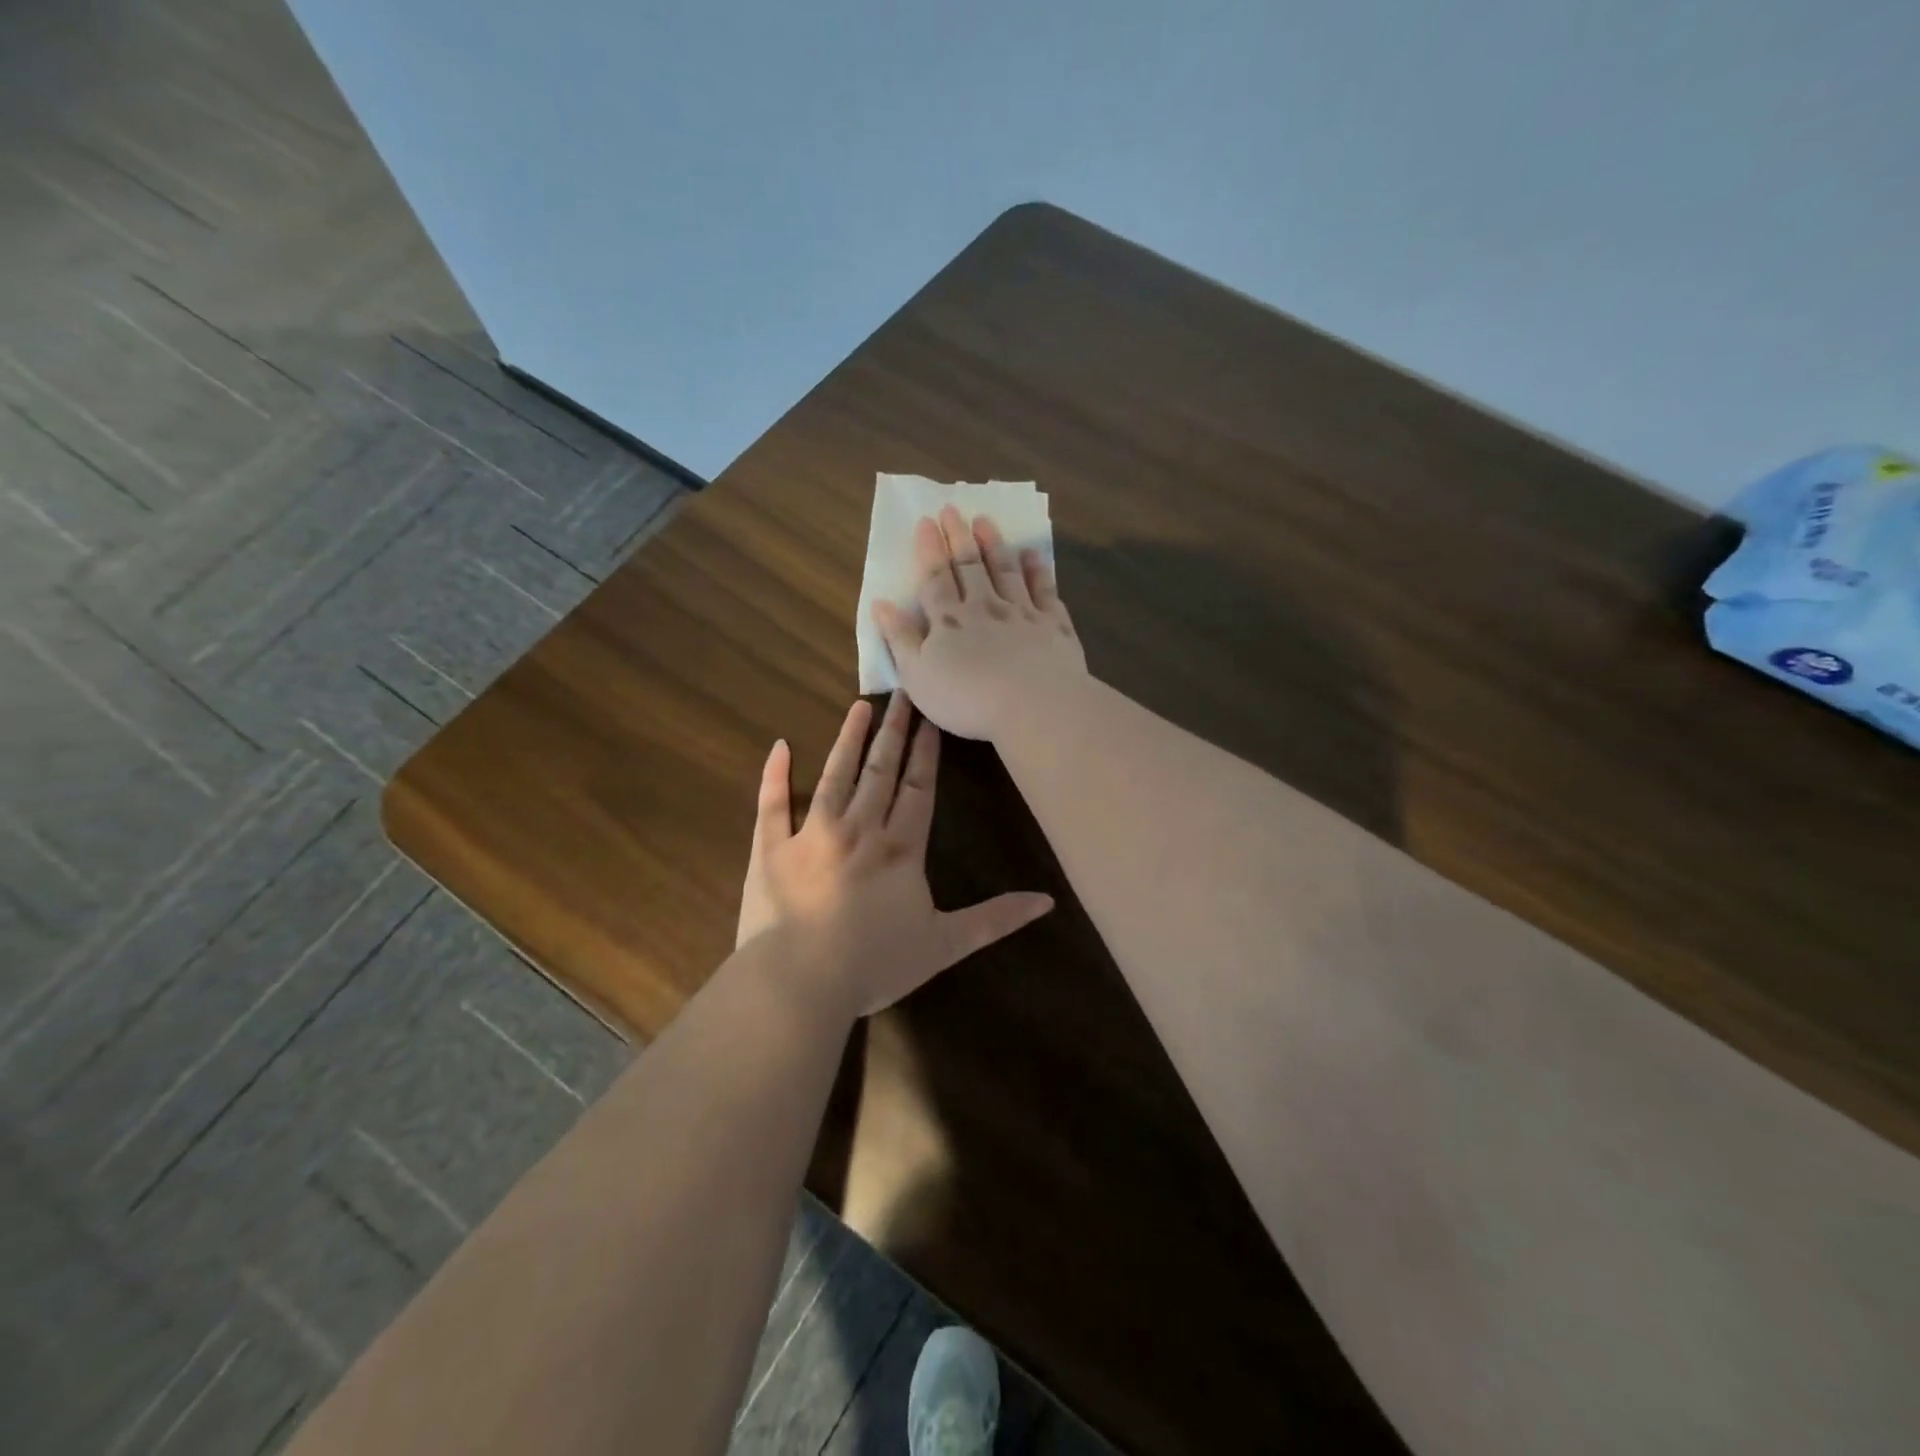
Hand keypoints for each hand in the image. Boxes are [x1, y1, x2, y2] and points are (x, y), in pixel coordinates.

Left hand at [734, 692, 1054, 1018]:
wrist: (799, 983)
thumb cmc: (875, 964)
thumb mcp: (945, 945)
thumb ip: (995, 919)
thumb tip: (1047, 901)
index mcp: (900, 848)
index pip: (919, 788)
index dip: (926, 752)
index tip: (930, 718)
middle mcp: (858, 829)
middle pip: (880, 770)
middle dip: (893, 731)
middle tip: (901, 693)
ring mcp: (811, 834)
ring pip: (834, 776)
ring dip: (848, 740)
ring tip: (859, 707)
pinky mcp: (771, 849)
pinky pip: (771, 804)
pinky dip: (774, 775)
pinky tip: (779, 746)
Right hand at [872, 507, 1087, 741]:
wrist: (1033, 705)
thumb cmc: (967, 699)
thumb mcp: (918, 676)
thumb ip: (900, 638)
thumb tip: (881, 604)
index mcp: (948, 620)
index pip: (935, 578)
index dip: (928, 549)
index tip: (925, 522)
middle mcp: (984, 607)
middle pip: (969, 566)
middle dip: (958, 536)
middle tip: (952, 509)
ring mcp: (1022, 612)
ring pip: (1005, 570)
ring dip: (994, 544)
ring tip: (985, 521)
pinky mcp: (1053, 624)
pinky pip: (1044, 590)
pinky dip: (1037, 570)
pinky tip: (1033, 555)